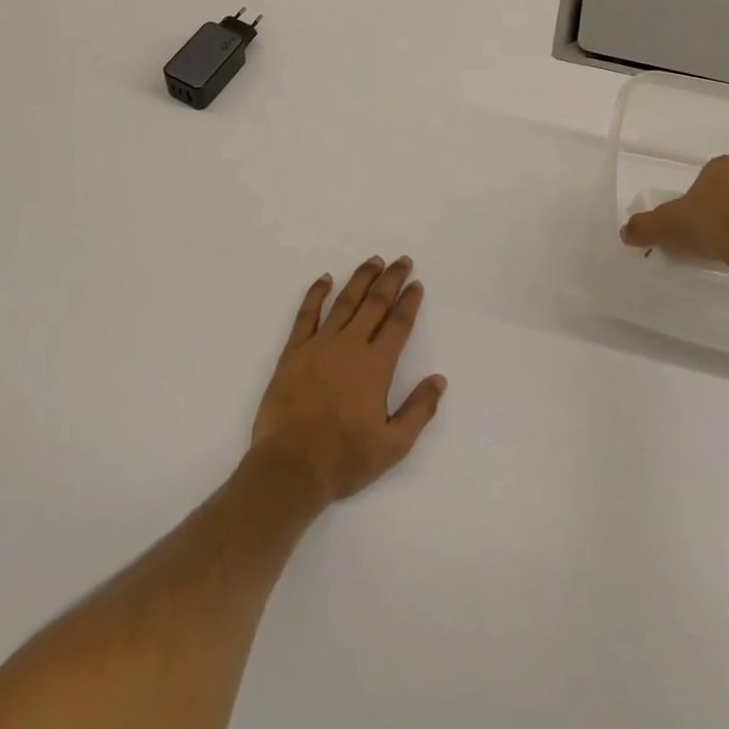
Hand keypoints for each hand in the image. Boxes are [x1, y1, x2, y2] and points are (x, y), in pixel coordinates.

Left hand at [250, 257, 446, 504]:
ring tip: (373, 262)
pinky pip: (306, 314)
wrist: (290, 466)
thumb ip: (419, 409)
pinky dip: (316, 293)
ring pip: (344, 302)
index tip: (416, 284)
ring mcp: (319, 345)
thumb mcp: (394, 445)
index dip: (409, 301)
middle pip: (374, 304)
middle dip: (391, 280)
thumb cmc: (345, 459)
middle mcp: (349, 346)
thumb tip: (439, 379)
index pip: (398, 324)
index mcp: (376, 366)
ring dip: (360, 279)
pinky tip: (325, 279)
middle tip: (402, 261)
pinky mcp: (293, 351)